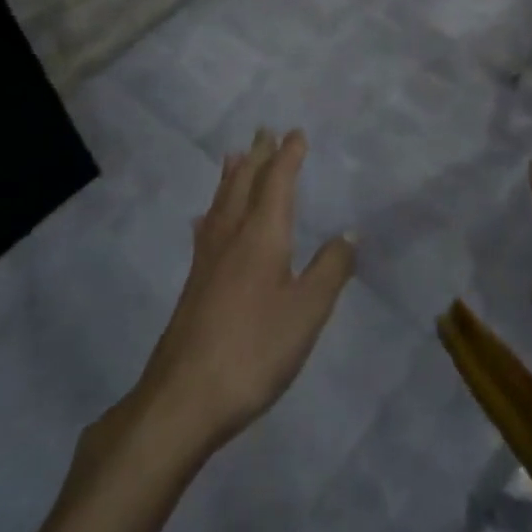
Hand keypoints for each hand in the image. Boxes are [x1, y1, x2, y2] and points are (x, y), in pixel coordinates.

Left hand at [124, 130, 354, 458]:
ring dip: (232, 176)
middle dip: (258, 156)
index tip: (295, 132)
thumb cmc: (253, 350)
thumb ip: (330, 270)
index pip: (277, 182)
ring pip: (221, 203)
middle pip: (244, 184)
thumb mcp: (306, 312)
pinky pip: (206, 229)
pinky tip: (203, 220)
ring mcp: (208, 260)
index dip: (288, 156)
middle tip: (264, 131)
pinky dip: (211, 212)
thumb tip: (349, 232)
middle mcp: (232, 236)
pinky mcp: (194, 285)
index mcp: (262, 235)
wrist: (182, 400)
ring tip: (234, 156)